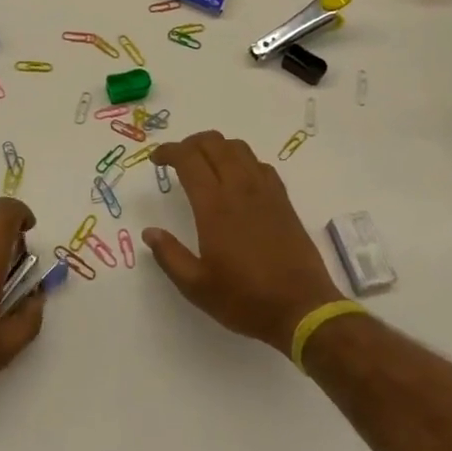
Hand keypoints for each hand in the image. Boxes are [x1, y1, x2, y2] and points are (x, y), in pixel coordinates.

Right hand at [146, 131, 340, 355]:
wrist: (302, 308)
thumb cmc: (245, 299)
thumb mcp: (197, 286)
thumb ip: (169, 256)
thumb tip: (149, 232)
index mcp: (214, 206)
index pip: (188, 159)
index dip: (168, 151)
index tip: (156, 160)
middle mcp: (240, 188)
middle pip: (213, 143)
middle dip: (190, 143)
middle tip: (176, 159)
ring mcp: (265, 191)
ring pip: (239, 148)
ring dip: (216, 146)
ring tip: (204, 163)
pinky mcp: (283, 199)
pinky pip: (260, 164)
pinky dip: (242, 160)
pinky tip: (237, 178)